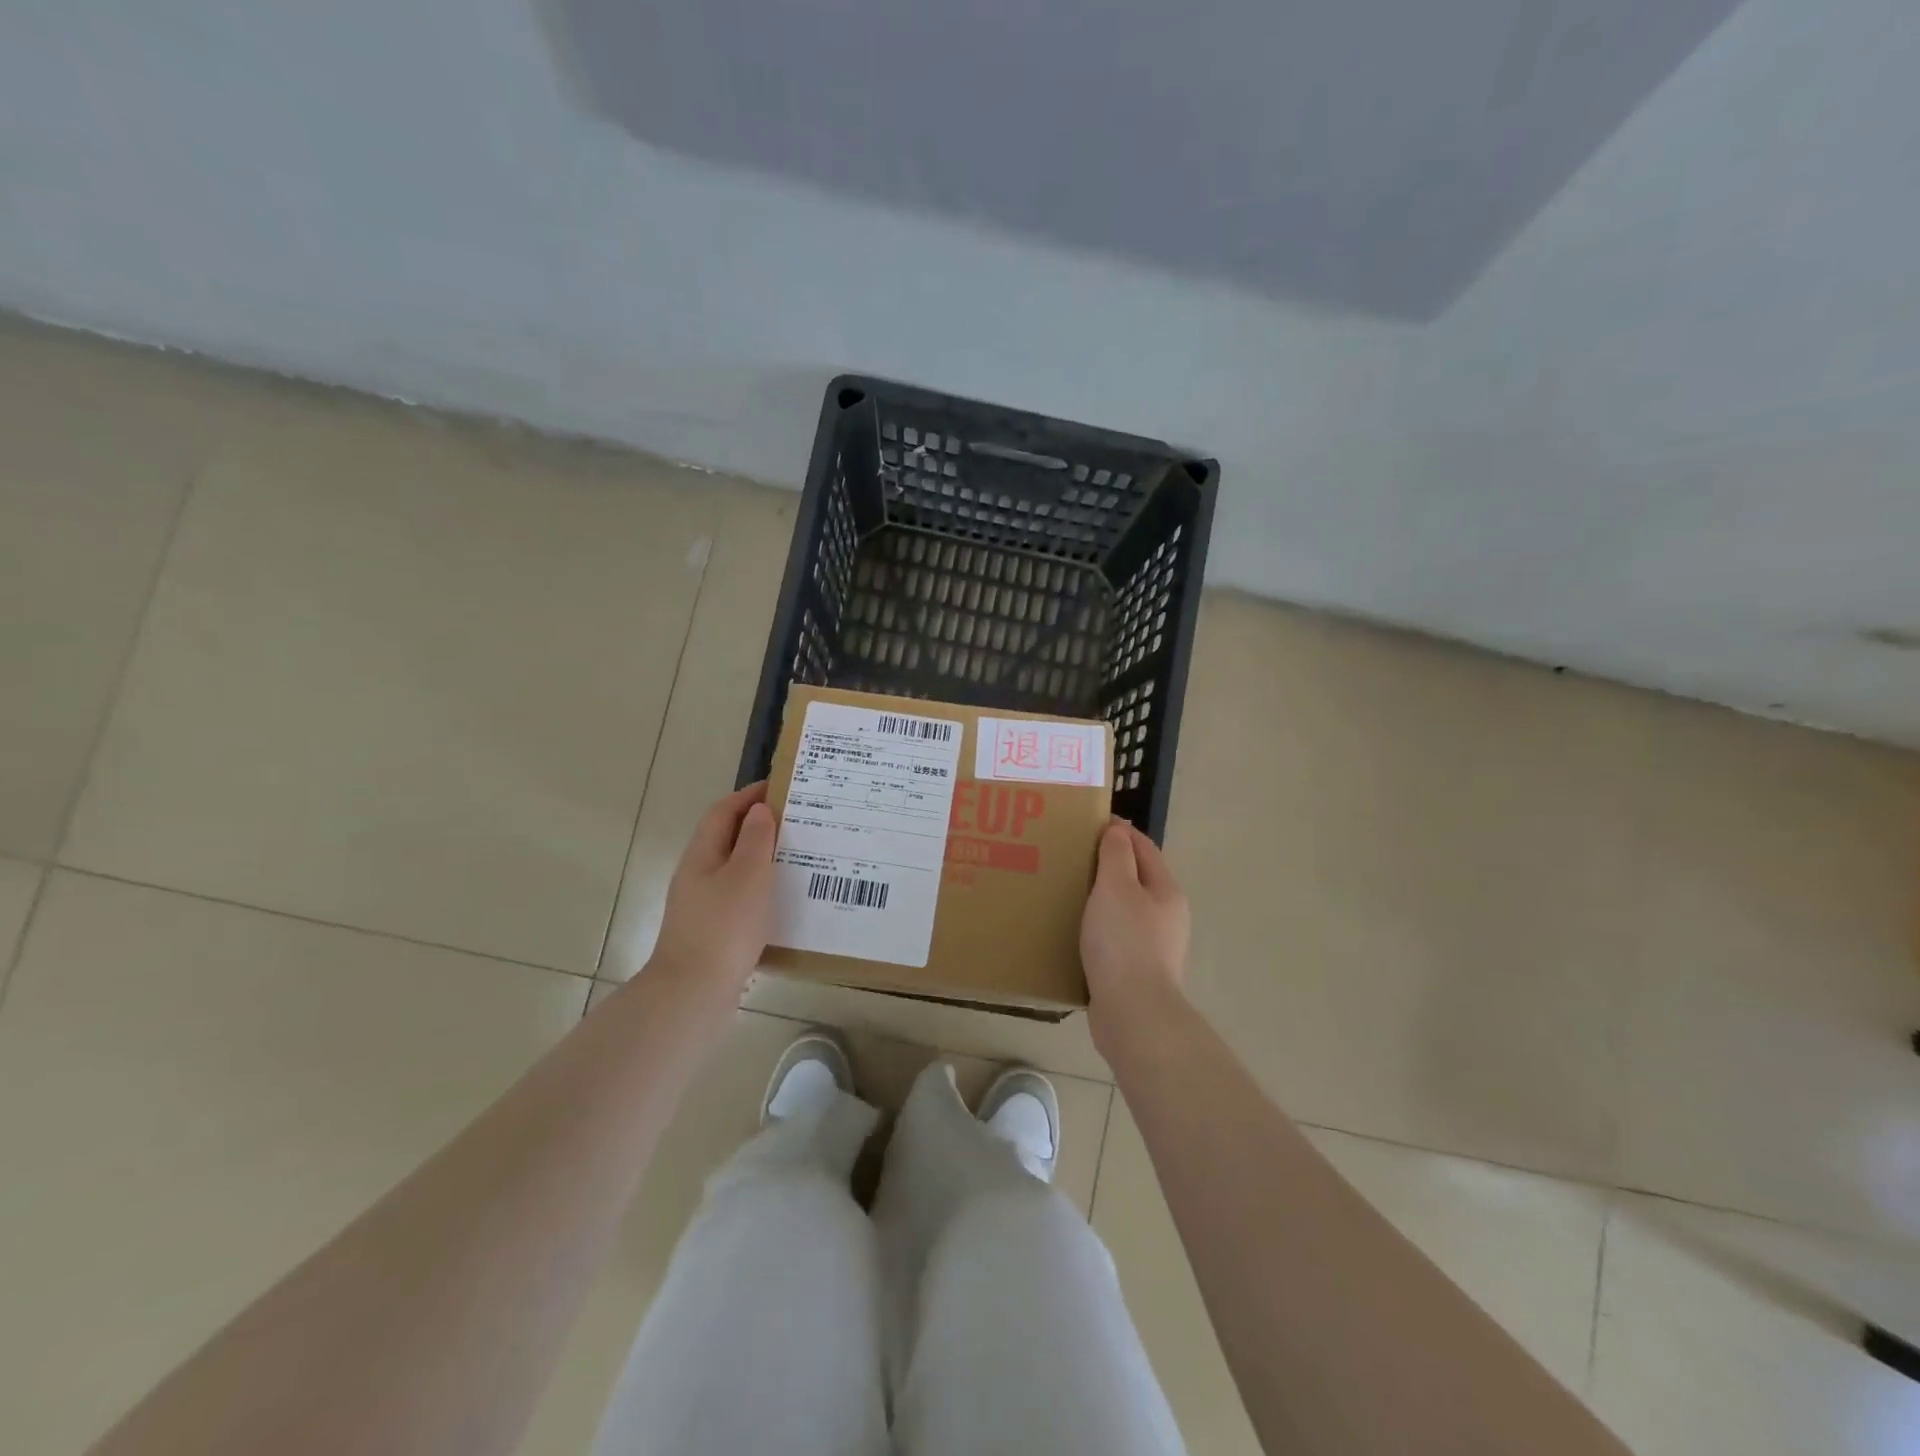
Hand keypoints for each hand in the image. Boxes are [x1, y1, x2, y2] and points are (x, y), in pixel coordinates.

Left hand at [649, 783, 777, 997]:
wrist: (694, 993)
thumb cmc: (724, 927)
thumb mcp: (746, 875)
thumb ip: (755, 839)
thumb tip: (759, 810)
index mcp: (702, 855)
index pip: (723, 811)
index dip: (749, 795)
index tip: (782, 786)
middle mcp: (698, 875)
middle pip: (728, 838)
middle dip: (760, 824)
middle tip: (798, 820)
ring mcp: (704, 905)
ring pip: (736, 868)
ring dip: (764, 857)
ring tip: (800, 856)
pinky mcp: (715, 931)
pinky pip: (741, 896)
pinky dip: (763, 888)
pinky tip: (785, 899)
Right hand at [1080, 820, 1189, 1048]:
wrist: (1133, 1012)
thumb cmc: (1124, 941)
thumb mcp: (1116, 887)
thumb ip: (1116, 856)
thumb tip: (1118, 831)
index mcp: (1166, 891)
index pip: (1145, 848)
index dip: (1120, 832)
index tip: (1090, 823)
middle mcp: (1167, 916)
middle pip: (1137, 878)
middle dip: (1109, 864)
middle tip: (1073, 857)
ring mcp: (1154, 946)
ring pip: (1125, 909)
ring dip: (1102, 898)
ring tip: (1069, 892)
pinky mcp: (1136, 971)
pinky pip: (1115, 937)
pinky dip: (1097, 927)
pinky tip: (1075, 932)